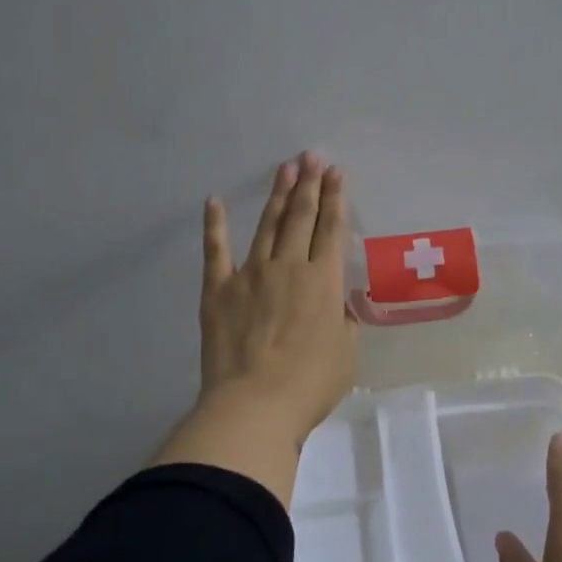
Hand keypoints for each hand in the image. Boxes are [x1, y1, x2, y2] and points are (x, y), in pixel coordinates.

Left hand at [198, 151, 356, 444]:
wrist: (254, 405)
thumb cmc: (310, 384)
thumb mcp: (346, 353)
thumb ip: (344, 322)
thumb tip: (337, 305)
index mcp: (324, 281)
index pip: (331, 228)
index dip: (335, 198)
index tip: (336, 172)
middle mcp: (289, 266)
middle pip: (300, 216)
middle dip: (308, 184)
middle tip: (311, 156)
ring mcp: (250, 274)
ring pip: (267, 225)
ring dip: (277, 195)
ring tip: (284, 168)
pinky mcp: (218, 290)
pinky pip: (216, 250)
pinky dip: (214, 224)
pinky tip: (214, 201)